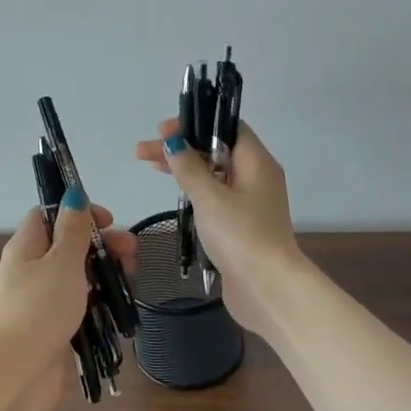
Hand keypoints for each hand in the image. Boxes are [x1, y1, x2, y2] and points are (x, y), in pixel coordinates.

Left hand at [0, 191, 136, 410]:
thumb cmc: (39, 308)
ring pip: (80, 278)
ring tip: (130, 284)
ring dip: (106, 276)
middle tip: (132, 257)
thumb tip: (73, 194)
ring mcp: (43, 301)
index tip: (108, 222)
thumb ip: (73, 230)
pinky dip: (100, 304)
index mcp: (27, 247)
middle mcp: (32, 270)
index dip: (79, 212)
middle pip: (70, 247)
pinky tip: (120, 309)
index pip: (50, 215)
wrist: (17, 372)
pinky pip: (81, 307)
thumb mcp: (61, 261)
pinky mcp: (55, 329)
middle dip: (103, 247)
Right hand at [134, 118, 299, 335]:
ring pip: (214, 176)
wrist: (266, 287)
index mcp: (257, 163)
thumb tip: (174, 143)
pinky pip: (216, 199)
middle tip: (144, 152)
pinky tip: (175, 197)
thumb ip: (189, 168)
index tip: (163, 130)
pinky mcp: (241, 227)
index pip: (228, 128)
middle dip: (181, 148)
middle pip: (217, 151)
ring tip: (150, 168)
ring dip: (185, 170)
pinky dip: (194, 193)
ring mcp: (250, 205)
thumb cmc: (240, 235)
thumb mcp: (210, 197)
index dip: (196, 123)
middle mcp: (257, 179)